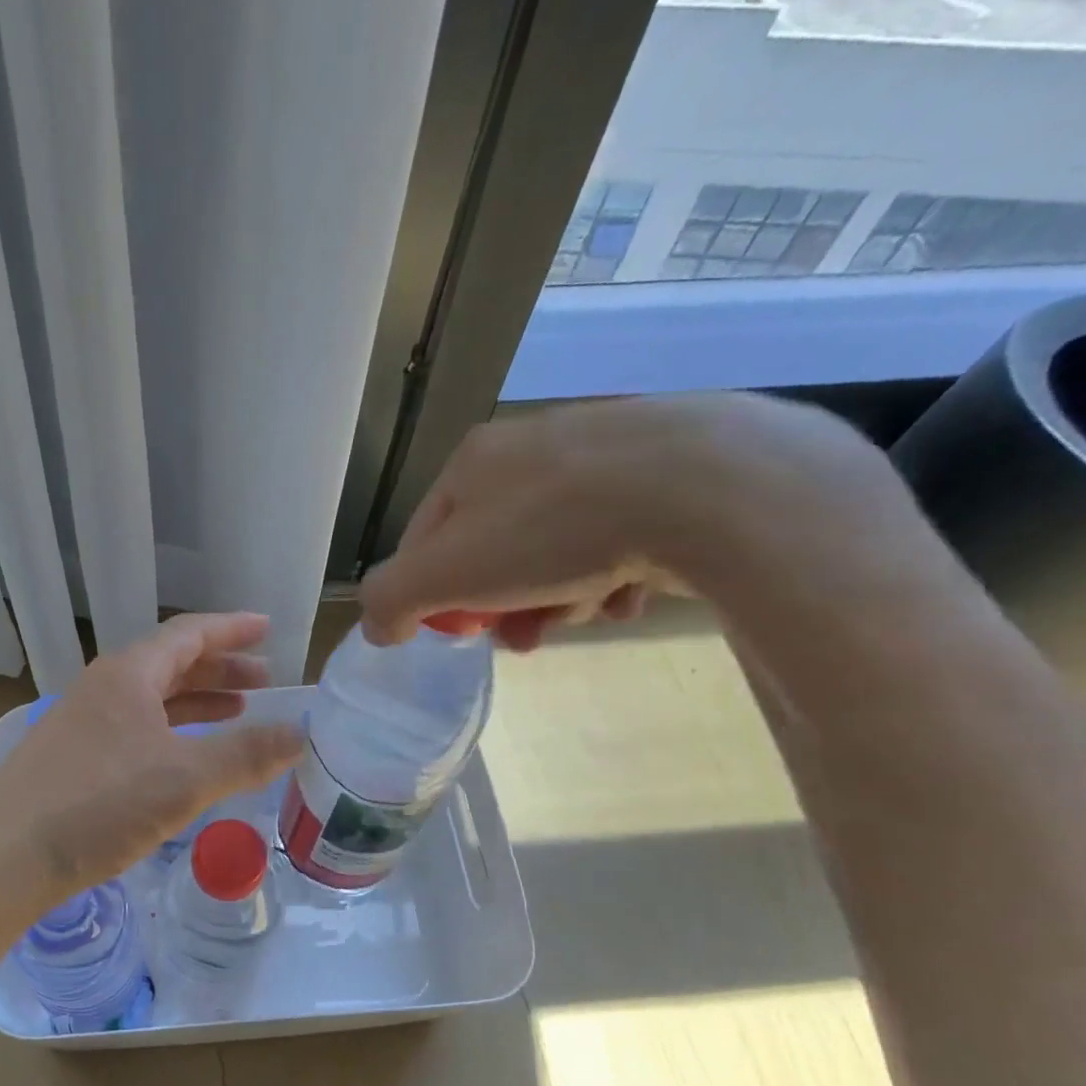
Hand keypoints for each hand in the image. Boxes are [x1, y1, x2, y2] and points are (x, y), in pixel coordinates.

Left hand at [0, 613, 302, 918]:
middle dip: (220, 669)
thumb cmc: (98, 805)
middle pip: (171, 665)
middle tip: (264, 681)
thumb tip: (300, 734)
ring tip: (237, 711)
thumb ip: (246, 755)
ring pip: (152, 700)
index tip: (268, 628)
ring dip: (197, 702)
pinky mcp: (74, 760)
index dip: (232, 629)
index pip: (189, 634)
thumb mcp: (184, 779)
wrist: (4, 857)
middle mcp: (103, 689)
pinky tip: (186, 756)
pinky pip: (136, 731)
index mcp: (128, 675)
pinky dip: (171, 733)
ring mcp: (83, 724)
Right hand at [360, 392, 909, 648]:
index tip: (463, 635)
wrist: (708, 487)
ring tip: (587, 612)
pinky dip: (615, 575)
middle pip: (494, 551)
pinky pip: (617, 539)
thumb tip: (377, 627)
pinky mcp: (667, 472)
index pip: (427, 541)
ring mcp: (604, 454)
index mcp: (473, 463)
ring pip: (556, 551)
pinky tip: (632, 591)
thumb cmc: (553, 531)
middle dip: (504, 605)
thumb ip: (389, 600)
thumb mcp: (444, 575)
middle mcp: (532, 447)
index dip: (435, 597)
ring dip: (560, 598)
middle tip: (525, 637)